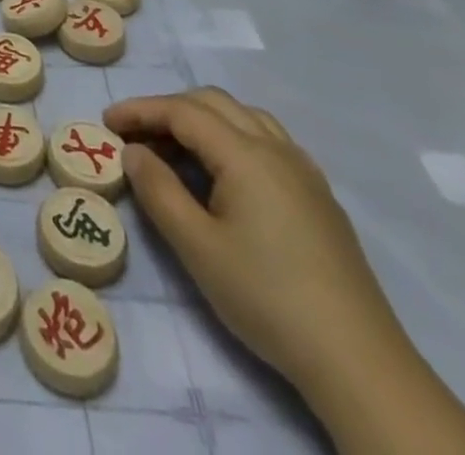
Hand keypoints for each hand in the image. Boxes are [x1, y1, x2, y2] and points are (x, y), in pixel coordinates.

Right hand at [105, 89, 410, 397]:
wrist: (358, 362)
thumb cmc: (267, 297)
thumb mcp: (196, 247)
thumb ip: (158, 190)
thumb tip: (133, 152)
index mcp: (245, 154)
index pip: (182, 111)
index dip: (140, 110)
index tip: (106, 122)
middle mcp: (276, 148)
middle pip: (212, 102)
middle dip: (168, 110)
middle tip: (135, 136)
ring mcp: (303, 171)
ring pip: (243, 117)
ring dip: (202, 120)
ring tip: (175, 151)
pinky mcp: (319, 197)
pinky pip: (266, 141)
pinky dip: (231, 138)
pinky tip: (223, 176)